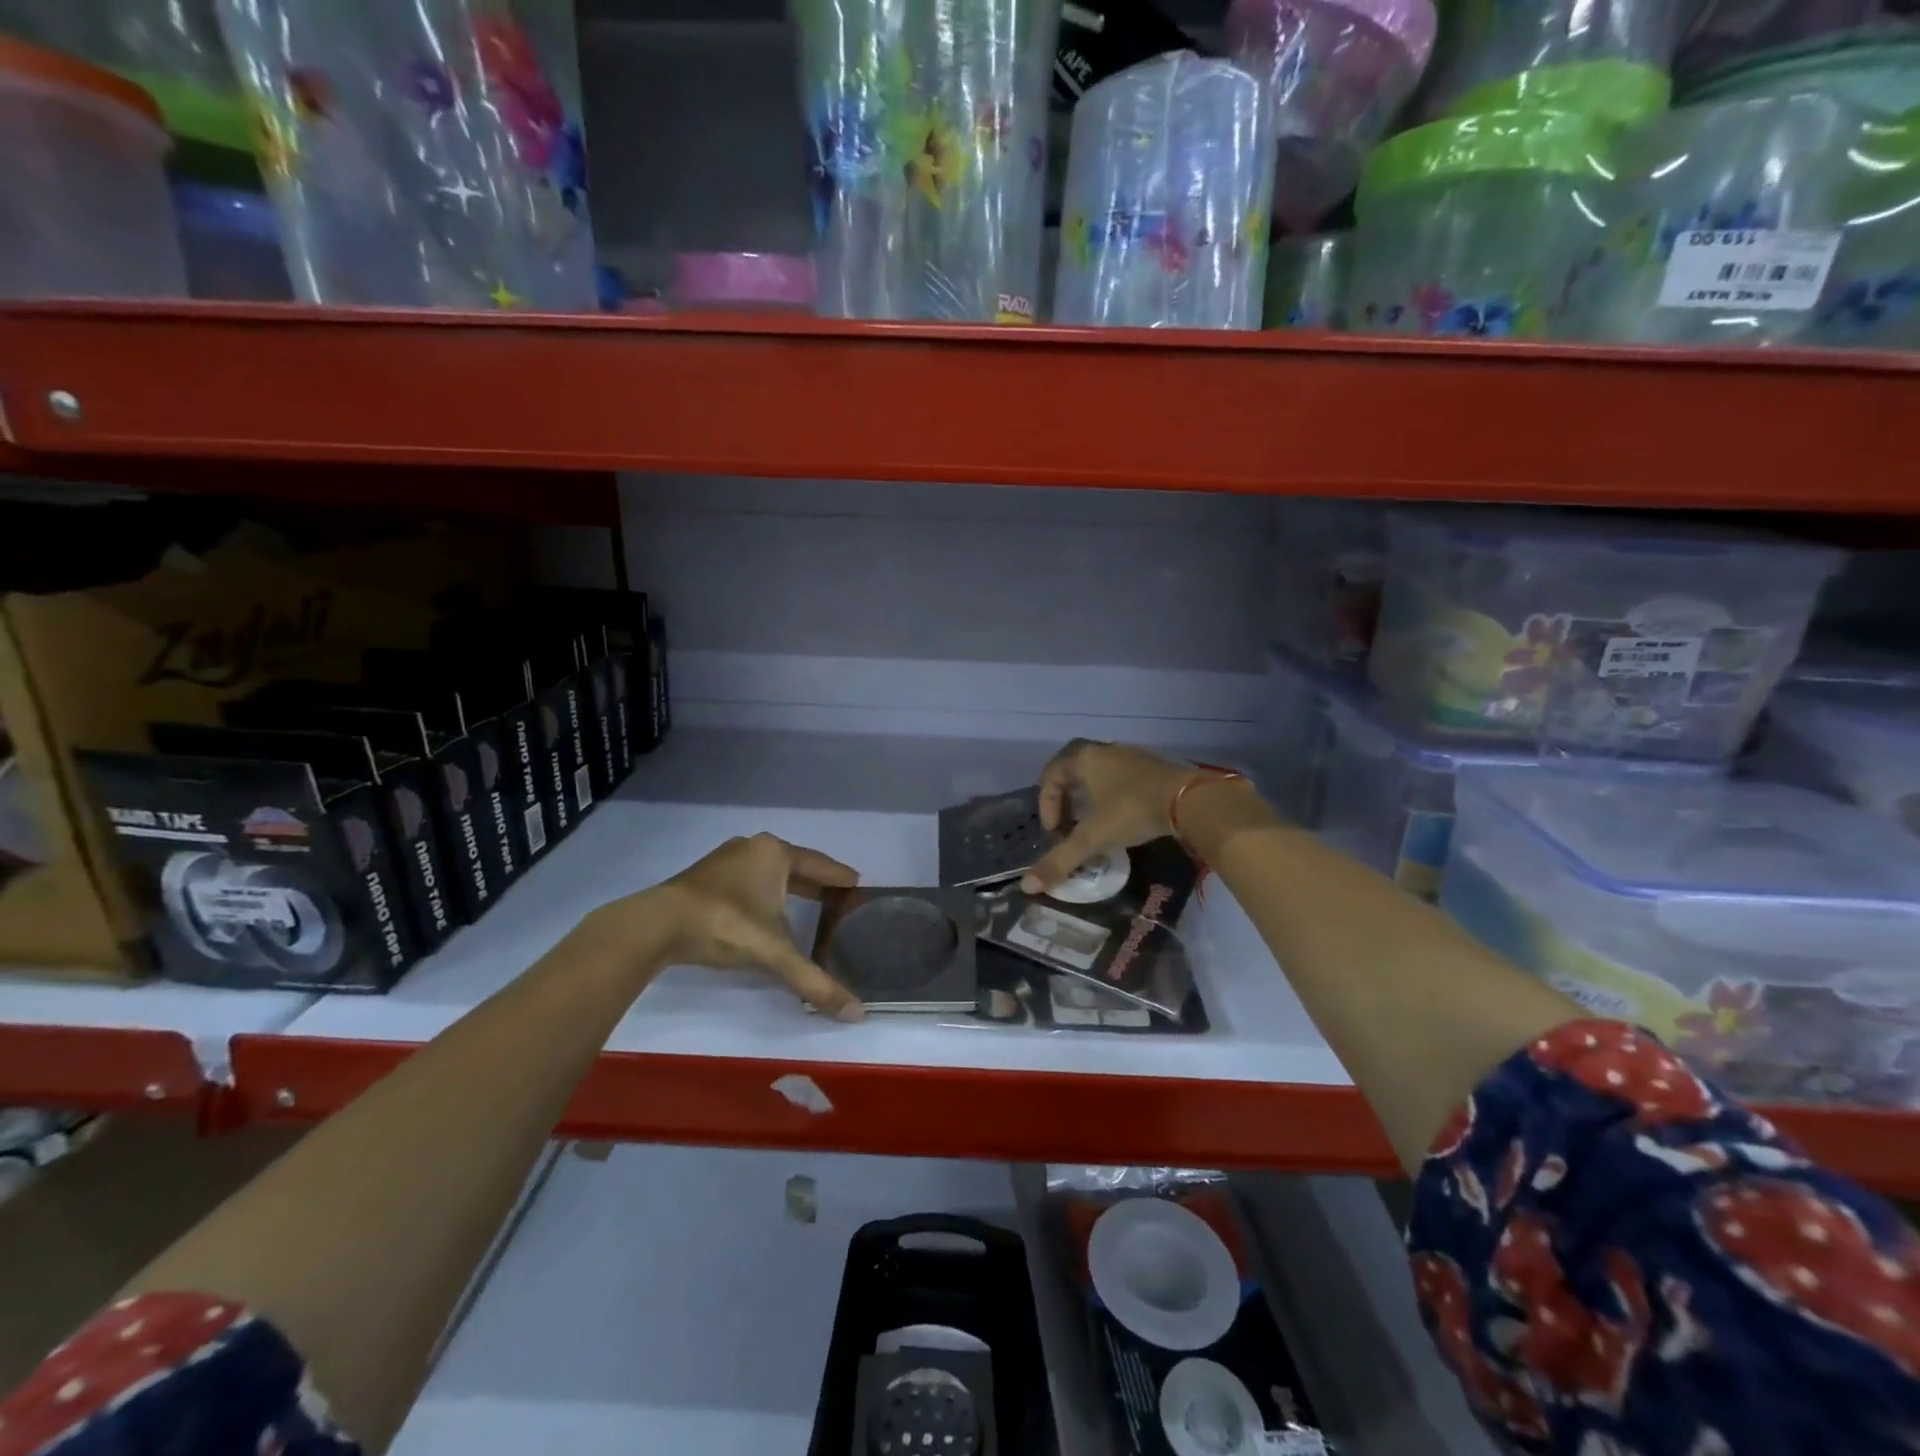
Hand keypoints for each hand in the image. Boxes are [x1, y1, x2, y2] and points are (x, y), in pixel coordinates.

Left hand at [599, 833, 865, 1020]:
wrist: (656, 925)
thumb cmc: (725, 925)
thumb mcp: (775, 954)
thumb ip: (816, 982)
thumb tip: (857, 1014)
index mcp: (777, 854)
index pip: (823, 865)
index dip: (844, 880)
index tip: (862, 890)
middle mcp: (754, 848)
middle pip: (797, 866)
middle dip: (818, 886)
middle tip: (840, 905)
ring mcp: (726, 859)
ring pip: (770, 873)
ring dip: (789, 889)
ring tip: (809, 909)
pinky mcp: (705, 876)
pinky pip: (749, 881)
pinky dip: (765, 895)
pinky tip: (767, 913)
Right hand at [1021, 741, 1197, 893]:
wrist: (1192, 800)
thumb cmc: (1133, 811)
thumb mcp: (1093, 837)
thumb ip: (1061, 860)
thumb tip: (1027, 886)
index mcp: (1085, 758)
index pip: (1051, 775)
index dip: (1046, 804)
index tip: (1055, 831)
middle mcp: (1104, 750)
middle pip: (1073, 770)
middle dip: (1065, 799)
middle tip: (1067, 826)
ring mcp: (1131, 756)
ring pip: (1098, 774)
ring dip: (1089, 798)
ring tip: (1093, 825)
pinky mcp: (1152, 767)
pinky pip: (1120, 778)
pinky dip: (1111, 796)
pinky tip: (1121, 819)